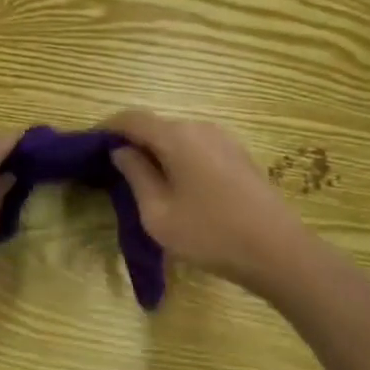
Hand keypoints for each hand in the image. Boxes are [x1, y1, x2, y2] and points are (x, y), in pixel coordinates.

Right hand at [103, 110, 319, 298]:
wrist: (279, 251)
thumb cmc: (211, 234)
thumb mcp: (159, 214)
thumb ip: (137, 176)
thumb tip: (122, 150)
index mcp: (177, 136)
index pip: (132, 118)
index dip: (108, 127)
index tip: (90, 144)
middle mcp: (200, 128)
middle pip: (157, 126)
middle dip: (133, 142)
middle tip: (114, 170)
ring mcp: (224, 139)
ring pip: (178, 137)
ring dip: (158, 152)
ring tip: (145, 183)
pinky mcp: (239, 156)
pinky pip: (198, 148)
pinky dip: (179, 159)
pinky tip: (179, 188)